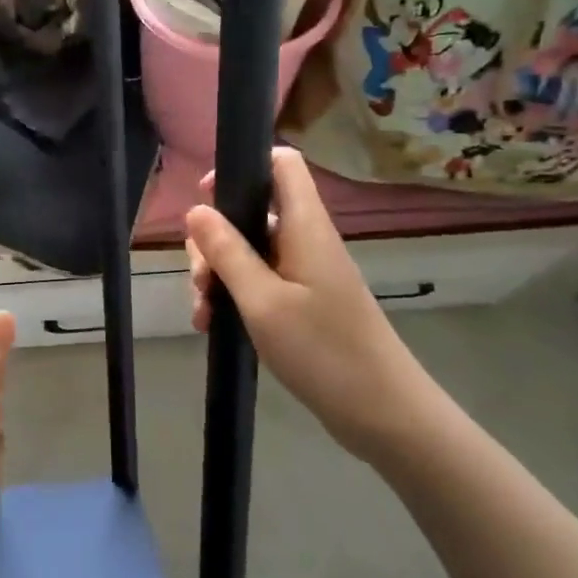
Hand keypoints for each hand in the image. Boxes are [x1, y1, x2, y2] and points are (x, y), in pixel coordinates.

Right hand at [185, 147, 436, 459]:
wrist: (382, 413)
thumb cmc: (322, 350)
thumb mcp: (262, 301)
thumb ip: (227, 252)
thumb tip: (196, 209)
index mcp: (305, 226)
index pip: (282, 164)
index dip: (243, 167)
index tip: (207, 199)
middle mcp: (306, 240)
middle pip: (253, 212)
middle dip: (215, 239)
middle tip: (199, 278)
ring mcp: (304, 272)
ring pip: (249, 251)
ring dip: (218, 274)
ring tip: (203, 313)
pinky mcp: (303, 301)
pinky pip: (258, 281)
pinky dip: (233, 295)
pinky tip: (213, 325)